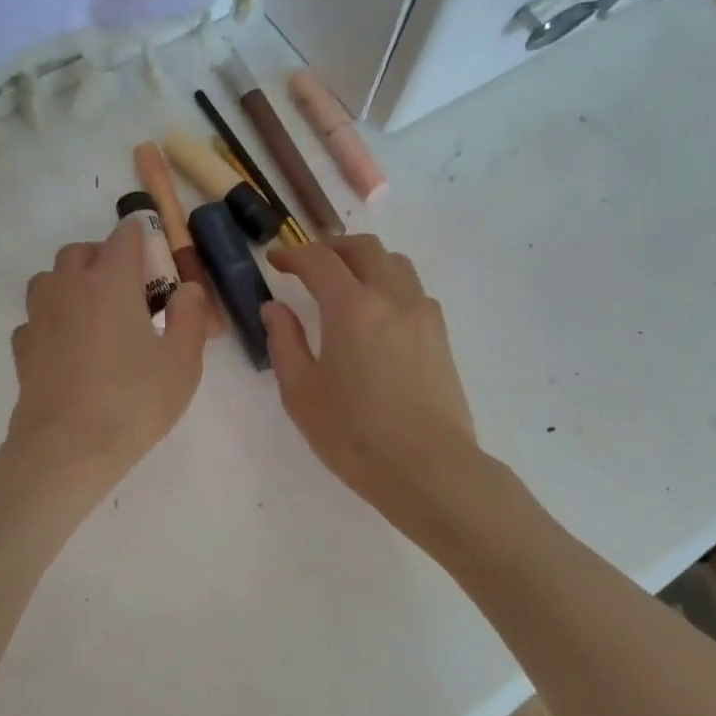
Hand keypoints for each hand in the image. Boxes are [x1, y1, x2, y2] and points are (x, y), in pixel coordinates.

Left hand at [7, 218, 210, 488]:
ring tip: (96, 317)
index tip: (160, 269)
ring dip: (72, 285)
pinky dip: (53, 321)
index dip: (145, 242)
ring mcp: (39, 316)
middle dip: (106, 260)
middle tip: (132, 295)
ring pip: (51, 279)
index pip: (126, 235)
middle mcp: (68, 286)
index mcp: (110, 280)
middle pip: (82, 252)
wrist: (68, 449)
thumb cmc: (134, 402)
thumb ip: (190, 316)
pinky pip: (37, 318)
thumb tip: (186, 290)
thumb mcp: (183, 361)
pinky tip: (69, 349)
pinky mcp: (22, 347)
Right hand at [262, 236, 478, 516]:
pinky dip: (389, 286)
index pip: (319, 260)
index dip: (292, 254)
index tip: (275, 261)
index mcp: (352, 308)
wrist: (428, 468)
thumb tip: (275, 309)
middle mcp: (392, 298)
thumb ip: (284, 343)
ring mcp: (423, 315)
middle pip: (364, 249)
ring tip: (345, 285)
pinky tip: (377, 317)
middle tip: (308, 266)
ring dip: (365, 263)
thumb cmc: (354, 435)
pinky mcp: (440, 337)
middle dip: (331, 248)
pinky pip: (413, 291)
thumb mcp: (301, 394)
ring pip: (395, 264)